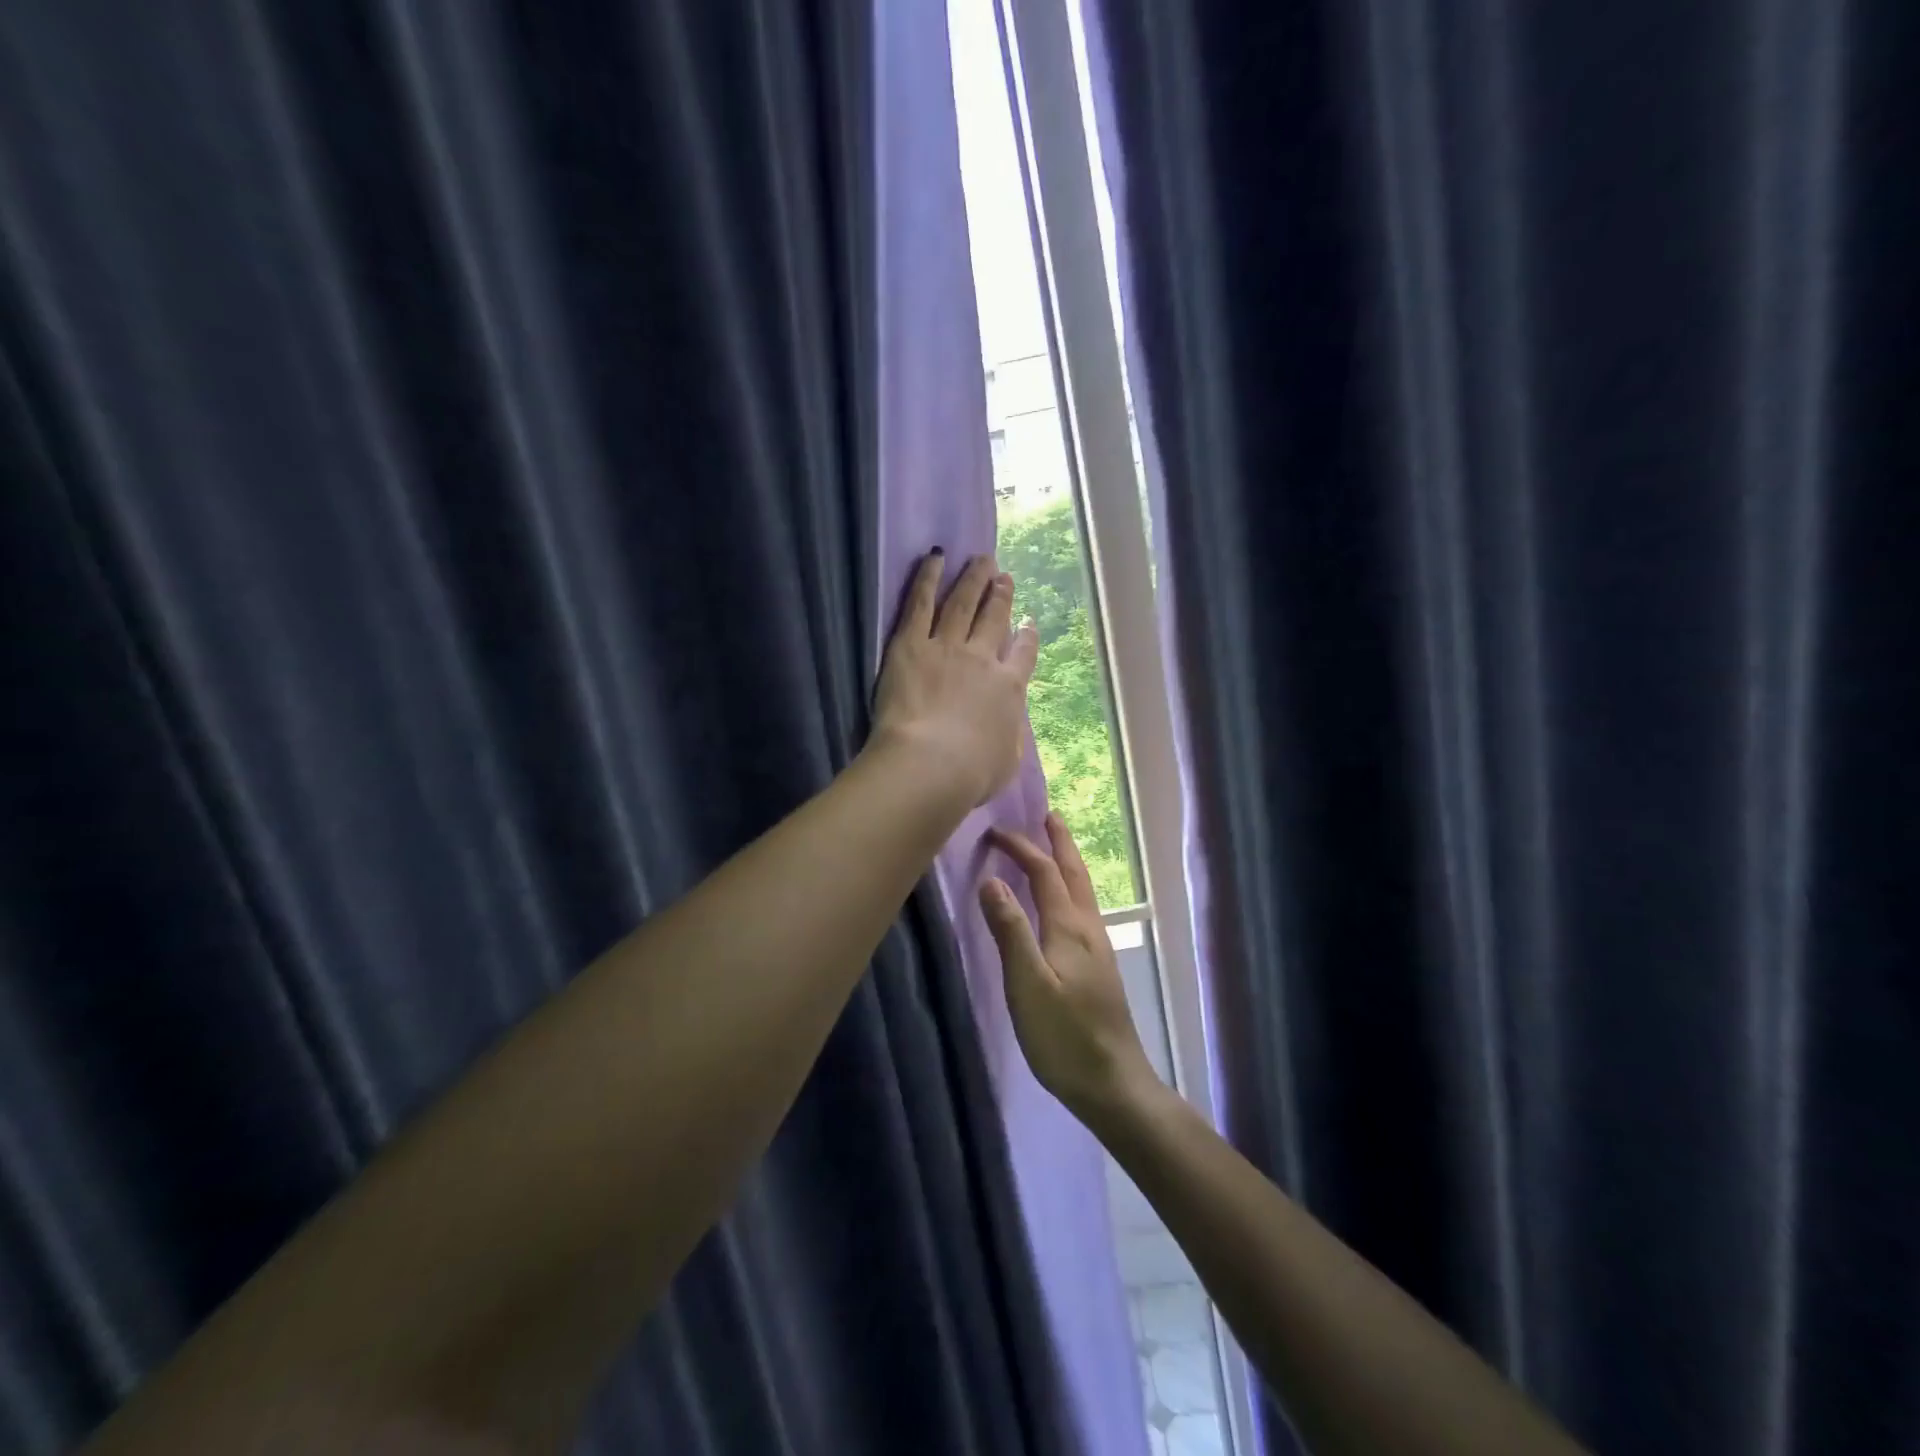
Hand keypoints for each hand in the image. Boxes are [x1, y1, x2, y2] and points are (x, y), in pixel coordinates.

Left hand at [870, 551, 1039, 807]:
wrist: (932, 765)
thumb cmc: (972, 775)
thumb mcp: (1008, 760)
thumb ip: (1009, 734)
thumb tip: (1008, 722)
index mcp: (1009, 689)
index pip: (1022, 654)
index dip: (1026, 636)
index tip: (1028, 622)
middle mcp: (982, 659)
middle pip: (994, 619)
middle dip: (1000, 596)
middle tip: (1003, 576)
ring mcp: (947, 647)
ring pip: (962, 604)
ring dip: (972, 579)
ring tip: (980, 559)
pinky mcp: (910, 644)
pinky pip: (920, 603)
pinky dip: (928, 578)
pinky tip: (935, 558)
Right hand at [980, 814, 1158, 1118]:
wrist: (1112, 1083)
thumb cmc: (1064, 1037)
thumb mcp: (1028, 985)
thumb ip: (1010, 931)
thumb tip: (991, 879)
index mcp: (1069, 927)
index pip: (1044, 872)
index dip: (1021, 847)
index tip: (993, 832)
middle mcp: (1088, 928)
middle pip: (1074, 873)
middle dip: (1059, 842)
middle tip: (1046, 815)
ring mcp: (1097, 947)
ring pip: (1081, 890)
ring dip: (1066, 862)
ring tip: (1053, 846)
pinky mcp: (1098, 966)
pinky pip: (1081, 908)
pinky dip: (1068, 887)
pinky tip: (1061, 903)